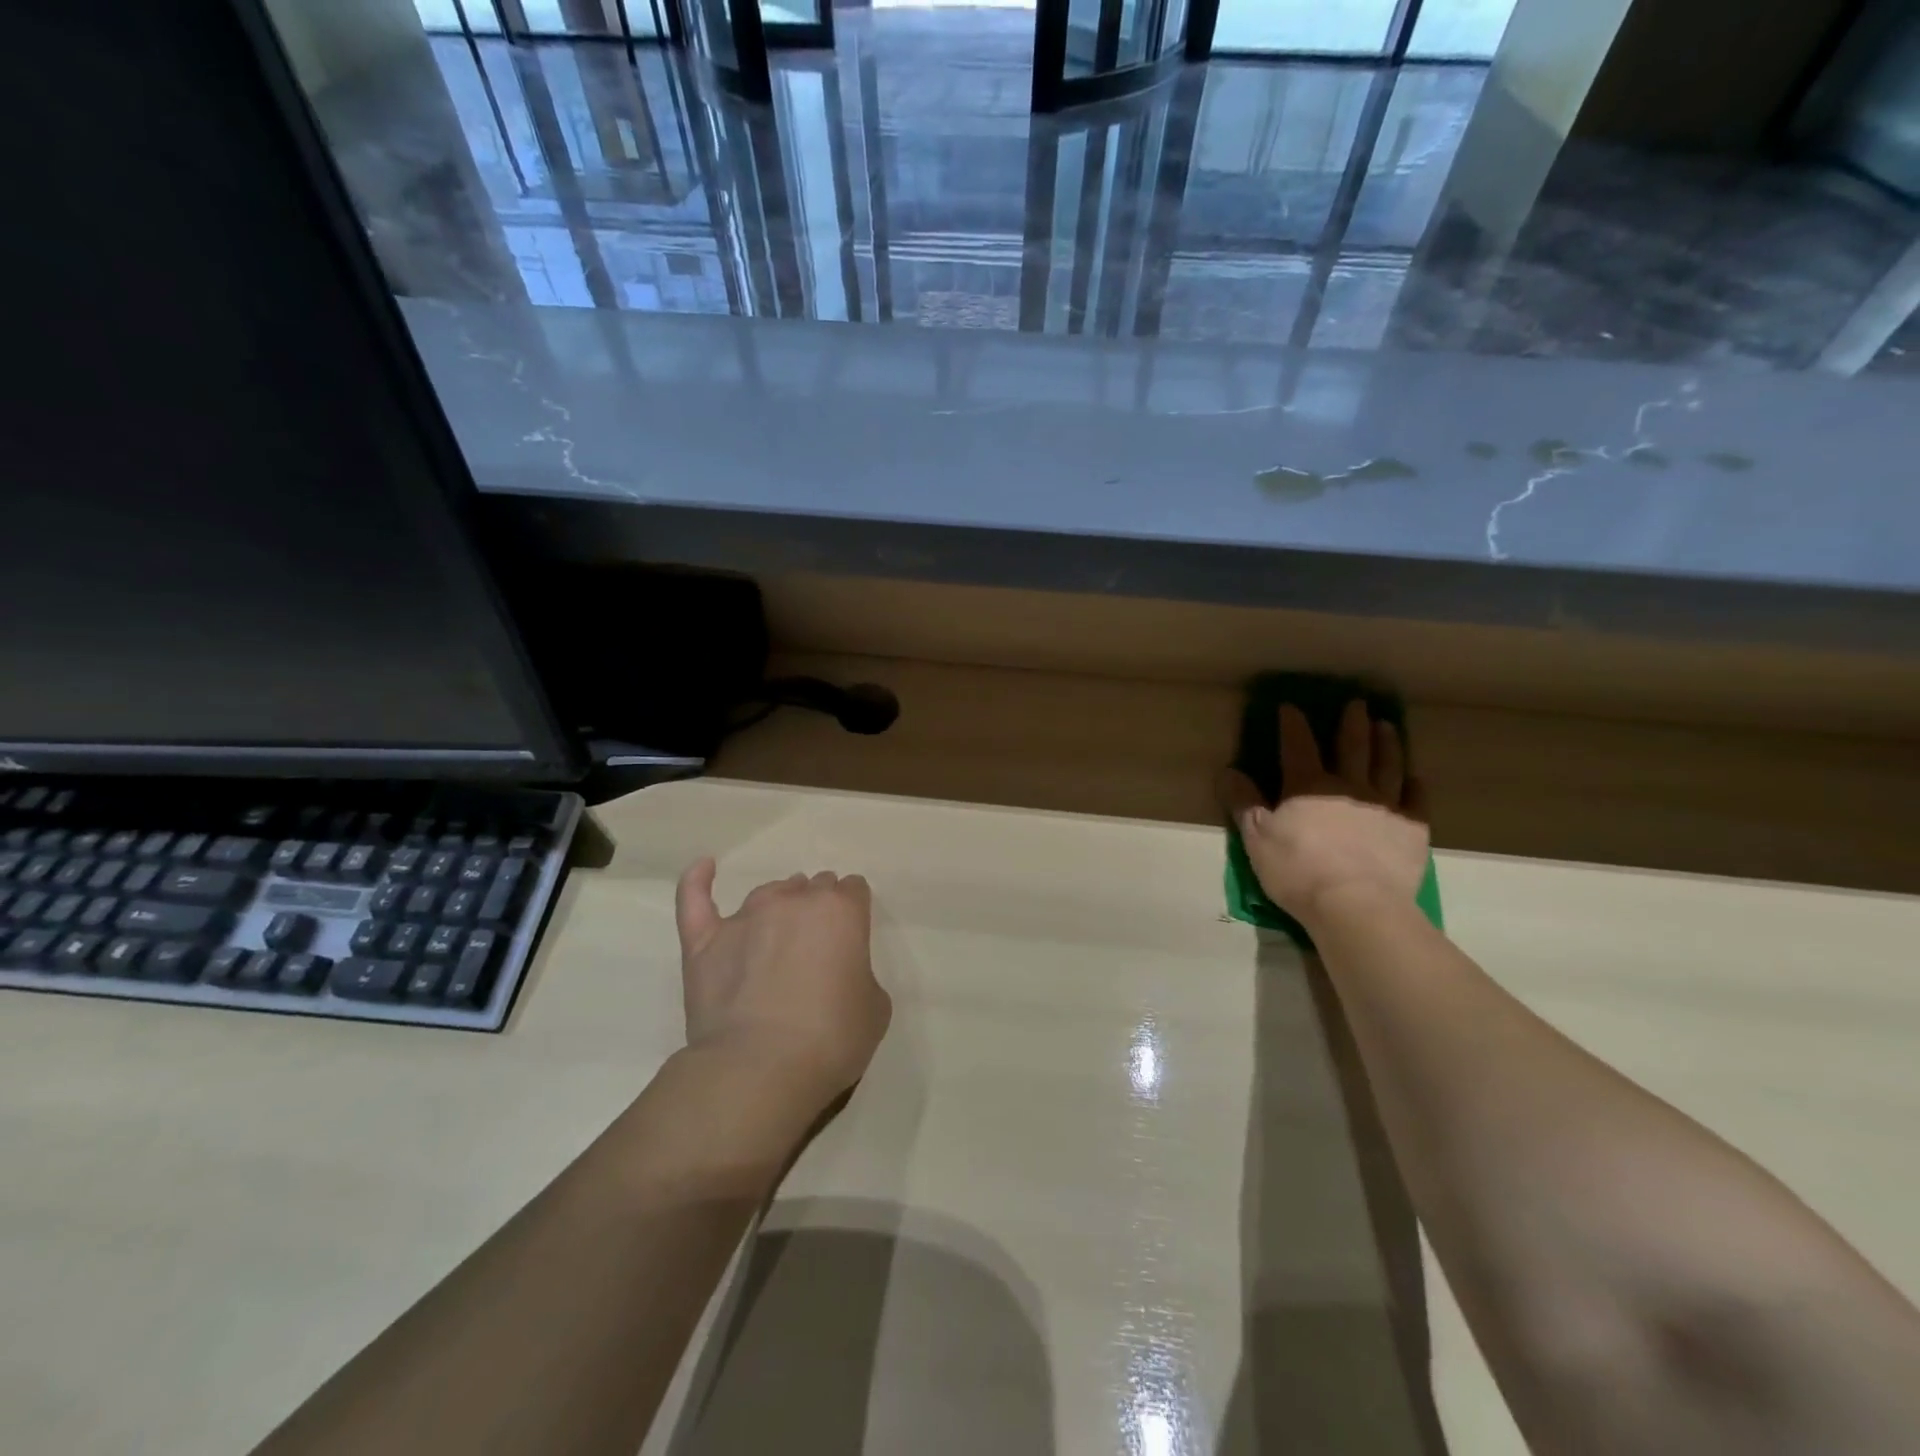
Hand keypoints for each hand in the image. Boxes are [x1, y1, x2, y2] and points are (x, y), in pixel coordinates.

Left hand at [673, 860, 891, 1112]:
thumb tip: (840, 972)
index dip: (854, 912)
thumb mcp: (875, 1008)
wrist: (760, 1069)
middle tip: (818, 945)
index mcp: (840, 911)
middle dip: (819, 908)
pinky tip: (704, 867)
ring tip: (780, 931)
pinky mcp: (704, 941)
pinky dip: (698, 881)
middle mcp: (794, 902)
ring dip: (780, 905)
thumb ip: (860, 974)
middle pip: (813, 887)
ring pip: (769, 893)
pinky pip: (696, 899)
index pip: (853, 890)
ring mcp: (745, 917)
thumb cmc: (831, 1039)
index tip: (852, 937)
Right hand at [1219, 700, 1429, 929]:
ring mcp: (1385, 806)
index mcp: (1307, 785)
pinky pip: (1415, 801)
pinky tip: (1415, 780)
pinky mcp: (1411, 829)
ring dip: (1388, 744)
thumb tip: (1228, 771)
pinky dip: (1414, 787)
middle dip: (1352, 723)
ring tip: (1388, 727)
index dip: (1293, 724)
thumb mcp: (1256, 837)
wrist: (1355, 904)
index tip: (1290, 707)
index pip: (1298, 745)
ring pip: (1388, 765)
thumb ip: (1243, 802)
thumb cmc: (1297, 869)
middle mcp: (1349, 786)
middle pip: (1352, 746)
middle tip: (1358, 704)